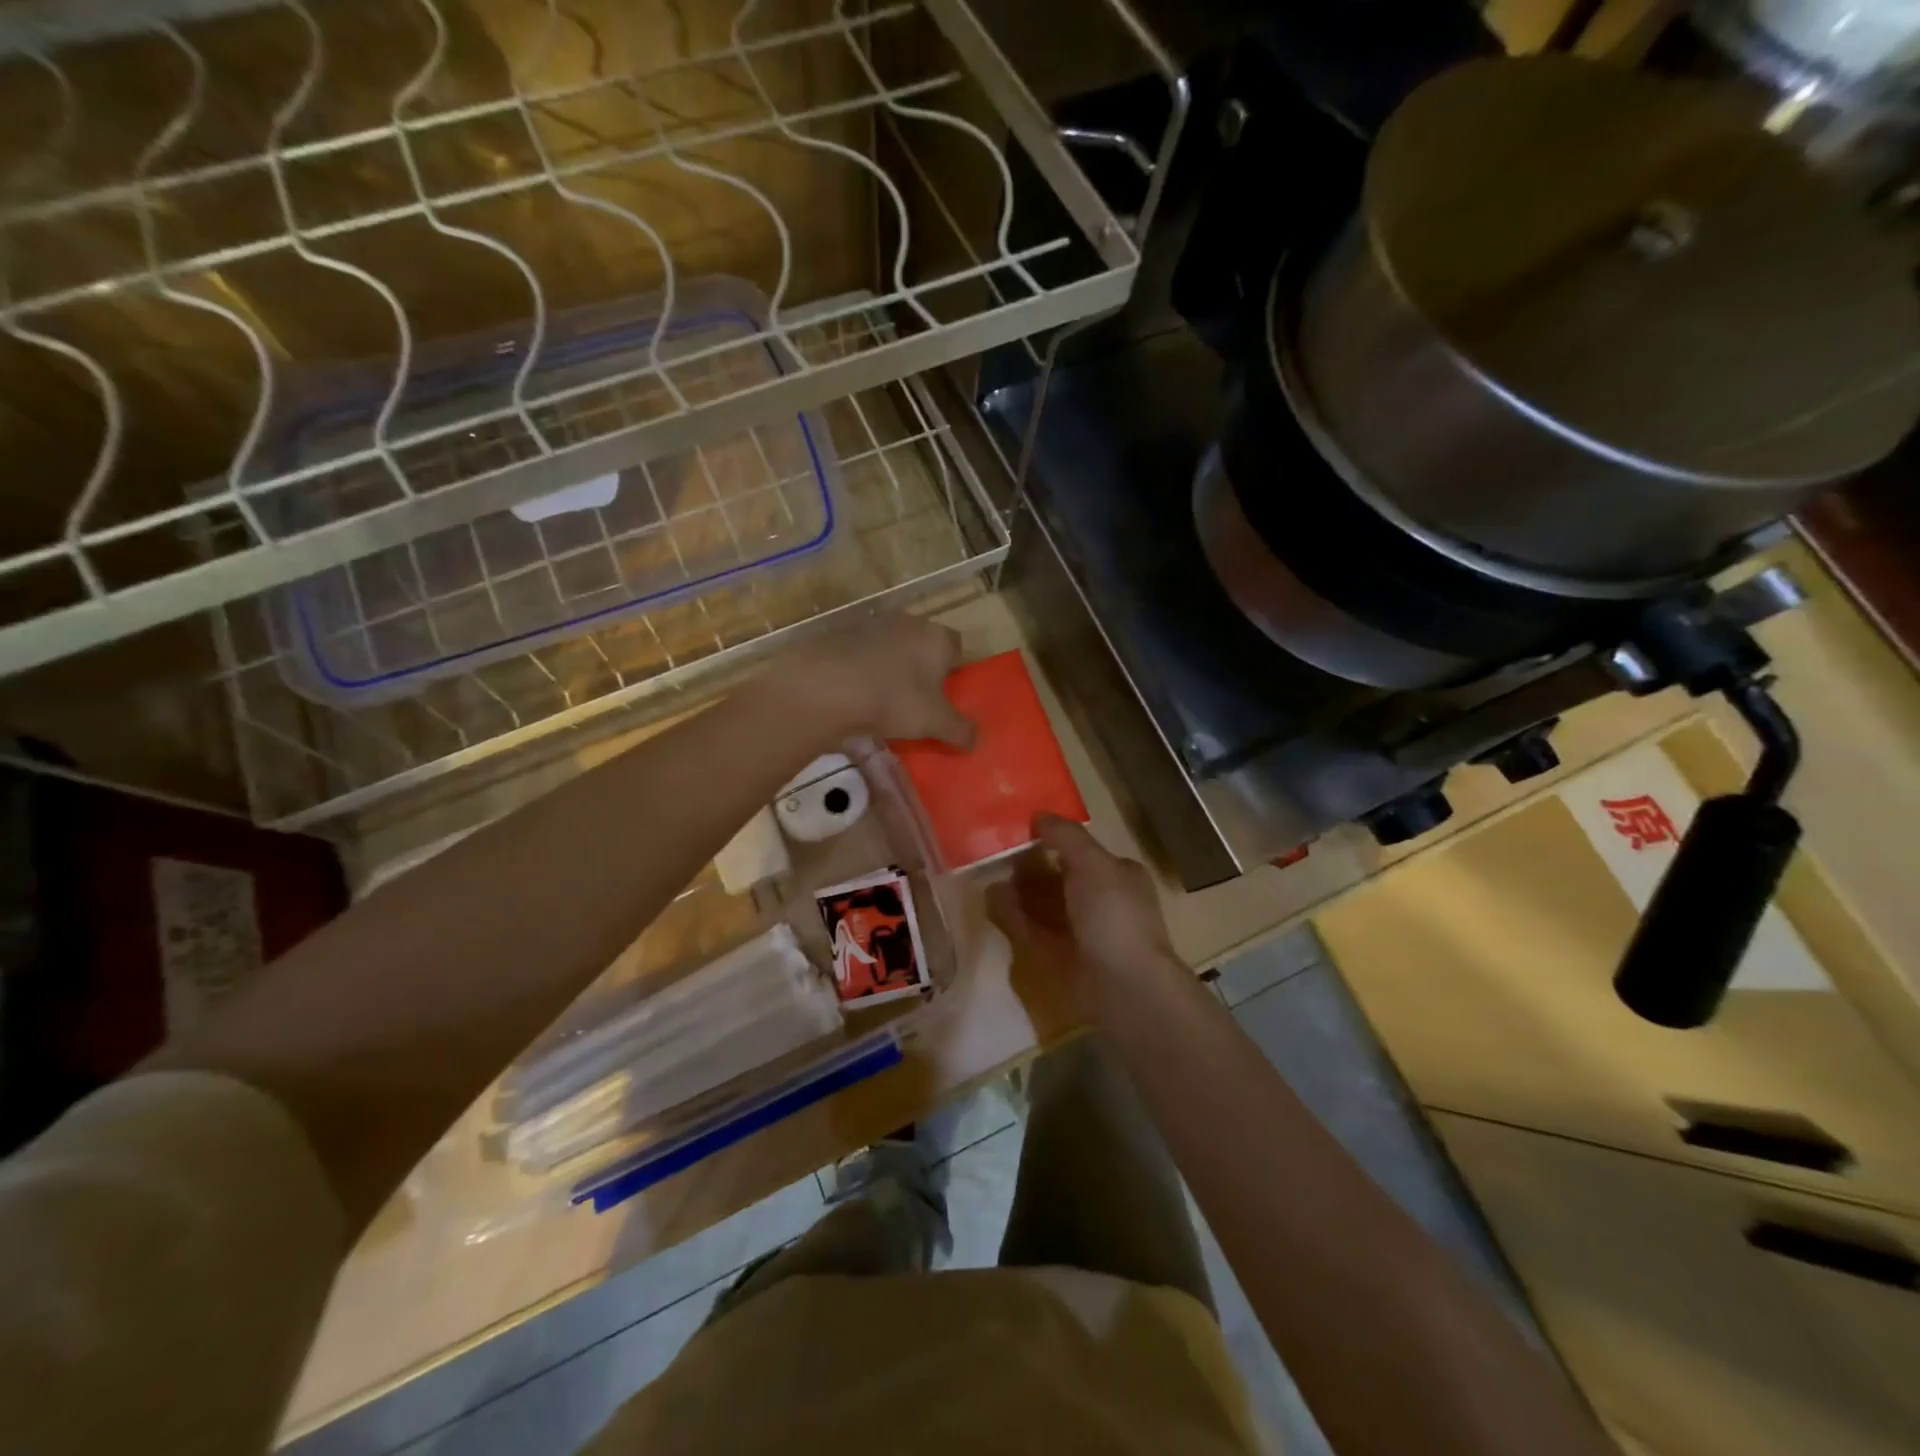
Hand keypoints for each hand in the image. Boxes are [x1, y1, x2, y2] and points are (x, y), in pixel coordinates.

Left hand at [768, 612, 975, 749]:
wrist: (826, 686)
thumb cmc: (893, 699)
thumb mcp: (934, 722)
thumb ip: (960, 730)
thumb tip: (977, 740)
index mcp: (937, 638)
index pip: (958, 648)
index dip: (955, 672)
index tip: (948, 697)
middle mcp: (908, 623)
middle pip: (923, 646)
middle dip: (923, 671)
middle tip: (918, 703)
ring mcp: (871, 626)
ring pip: (891, 649)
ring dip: (891, 670)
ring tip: (885, 703)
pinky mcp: (840, 636)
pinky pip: (862, 656)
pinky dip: (863, 672)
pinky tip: (856, 696)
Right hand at [988, 813, 1184, 1022]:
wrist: (1126, 987)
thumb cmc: (1114, 916)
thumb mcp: (1094, 863)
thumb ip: (1066, 836)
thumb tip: (1039, 815)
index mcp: (1118, 876)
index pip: (1082, 851)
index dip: (1053, 840)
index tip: (1020, 831)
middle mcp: (1102, 902)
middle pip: (1060, 878)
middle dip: (1029, 867)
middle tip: (995, 855)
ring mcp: (1083, 932)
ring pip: (1044, 905)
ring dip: (1018, 892)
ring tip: (986, 877)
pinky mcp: (1064, 958)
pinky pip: (1034, 930)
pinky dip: (1013, 917)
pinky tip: (991, 903)